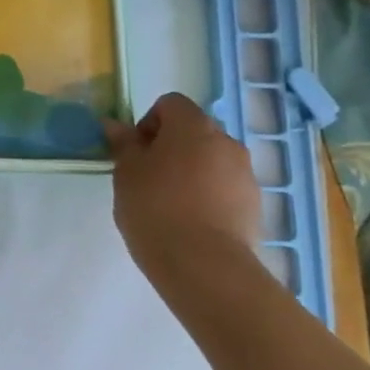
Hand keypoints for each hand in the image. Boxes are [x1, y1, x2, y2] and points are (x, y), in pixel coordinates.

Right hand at [105, 92, 262, 287]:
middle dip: (172, 146)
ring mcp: (245, 174)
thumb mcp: (126, 173)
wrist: (203, 264)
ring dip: (192, 171)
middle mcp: (226, 142)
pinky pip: (225, 187)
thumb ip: (123, 144)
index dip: (149, 122)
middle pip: (194, 131)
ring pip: (212, 160)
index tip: (136, 152)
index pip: (171, 104)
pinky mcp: (255, 206)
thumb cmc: (155, 207)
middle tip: (148, 176)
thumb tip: (114, 125)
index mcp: (193, 127)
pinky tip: (191, 221)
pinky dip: (209, 194)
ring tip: (170, 203)